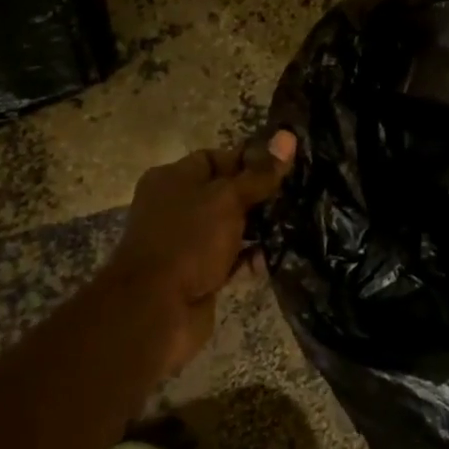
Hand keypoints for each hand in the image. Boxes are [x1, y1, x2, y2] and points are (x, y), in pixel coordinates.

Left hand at [104, 130, 296, 373]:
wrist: (154, 312)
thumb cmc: (188, 240)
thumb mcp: (228, 199)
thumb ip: (260, 174)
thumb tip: (288, 137)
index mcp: (173, 178)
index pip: (216, 158)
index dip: (249, 160)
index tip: (284, 167)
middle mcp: (175, 206)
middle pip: (224, 192)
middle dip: (257, 195)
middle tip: (294, 195)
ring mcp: (185, 242)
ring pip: (228, 227)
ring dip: (256, 228)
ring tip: (292, 223)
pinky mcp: (196, 274)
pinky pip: (228, 258)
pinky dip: (248, 257)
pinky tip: (272, 257)